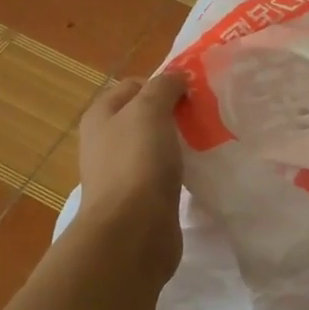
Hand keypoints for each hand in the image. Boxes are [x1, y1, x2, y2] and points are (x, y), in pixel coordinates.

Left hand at [73, 73, 186, 275]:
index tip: (194, 91)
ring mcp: (122, 173)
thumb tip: (177, 77)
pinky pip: (162, 174)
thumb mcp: (149, 110)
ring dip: (178, 142)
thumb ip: (163, 87)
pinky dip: (179, 170)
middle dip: (174, 113)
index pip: (134, 85)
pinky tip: (199, 171)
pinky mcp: (140, 200)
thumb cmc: (137, 163)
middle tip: (205, 114)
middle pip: (144, 116)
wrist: (132, 232)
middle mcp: (106, 142)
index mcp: (101, 115)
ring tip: (208, 140)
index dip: (163, 83)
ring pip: (155, 146)